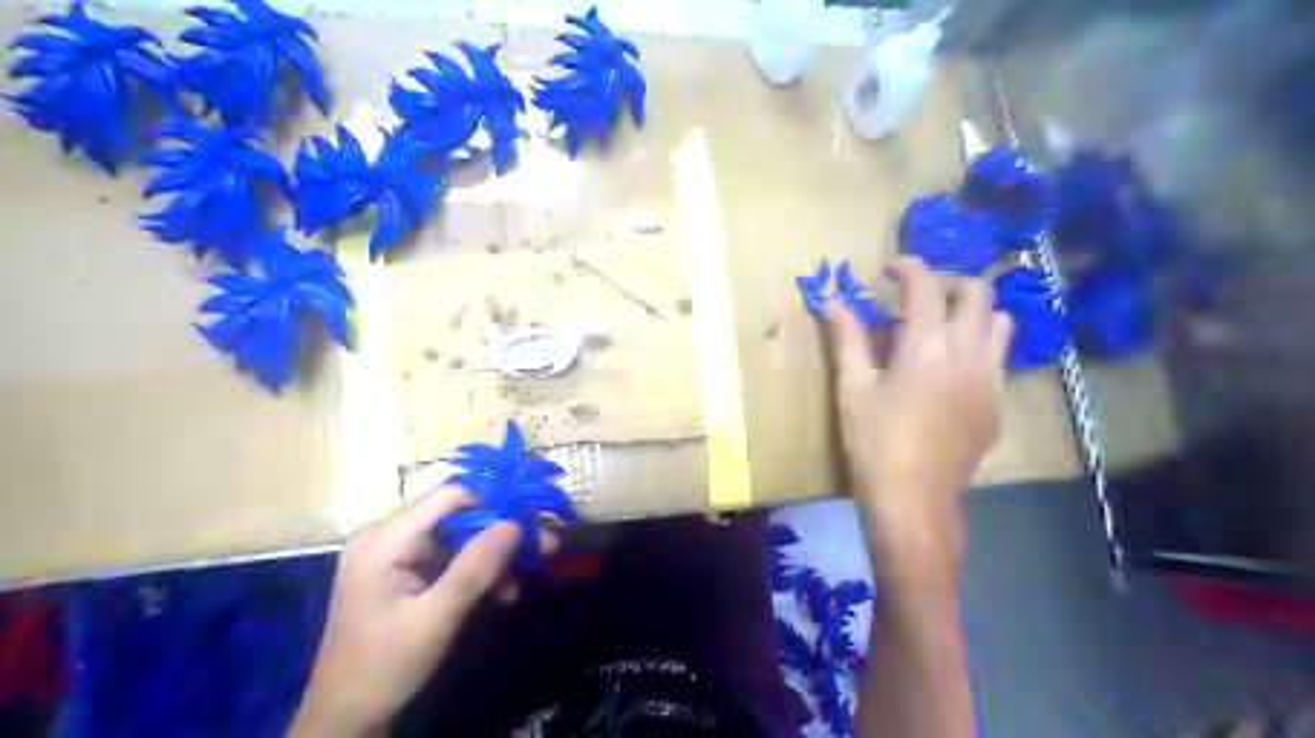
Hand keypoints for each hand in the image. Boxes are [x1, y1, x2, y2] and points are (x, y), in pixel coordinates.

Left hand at [289, 484, 548, 737]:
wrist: (346, 717)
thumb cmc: (386, 666)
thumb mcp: (436, 617)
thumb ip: (475, 568)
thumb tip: (516, 523)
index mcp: (384, 539)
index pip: (450, 496)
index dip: (495, 501)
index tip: (534, 518)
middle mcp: (385, 534)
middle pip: (456, 515)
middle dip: (501, 532)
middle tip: (545, 545)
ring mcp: (392, 552)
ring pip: (457, 536)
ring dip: (493, 555)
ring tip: (529, 572)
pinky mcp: (400, 570)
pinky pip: (447, 556)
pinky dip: (475, 570)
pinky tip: (502, 589)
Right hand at [824, 257, 1007, 584]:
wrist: (914, 500)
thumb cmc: (874, 442)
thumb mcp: (853, 388)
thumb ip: (847, 339)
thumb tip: (832, 301)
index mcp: (925, 346)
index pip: (924, 285)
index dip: (906, 266)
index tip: (888, 270)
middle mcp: (967, 353)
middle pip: (977, 292)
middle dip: (947, 282)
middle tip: (918, 297)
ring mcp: (990, 379)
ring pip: (1000, 321)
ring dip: (972, 312)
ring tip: (942, 327)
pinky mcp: (997, 405)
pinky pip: (998, 359)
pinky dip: (978, 348)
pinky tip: (950, 372)